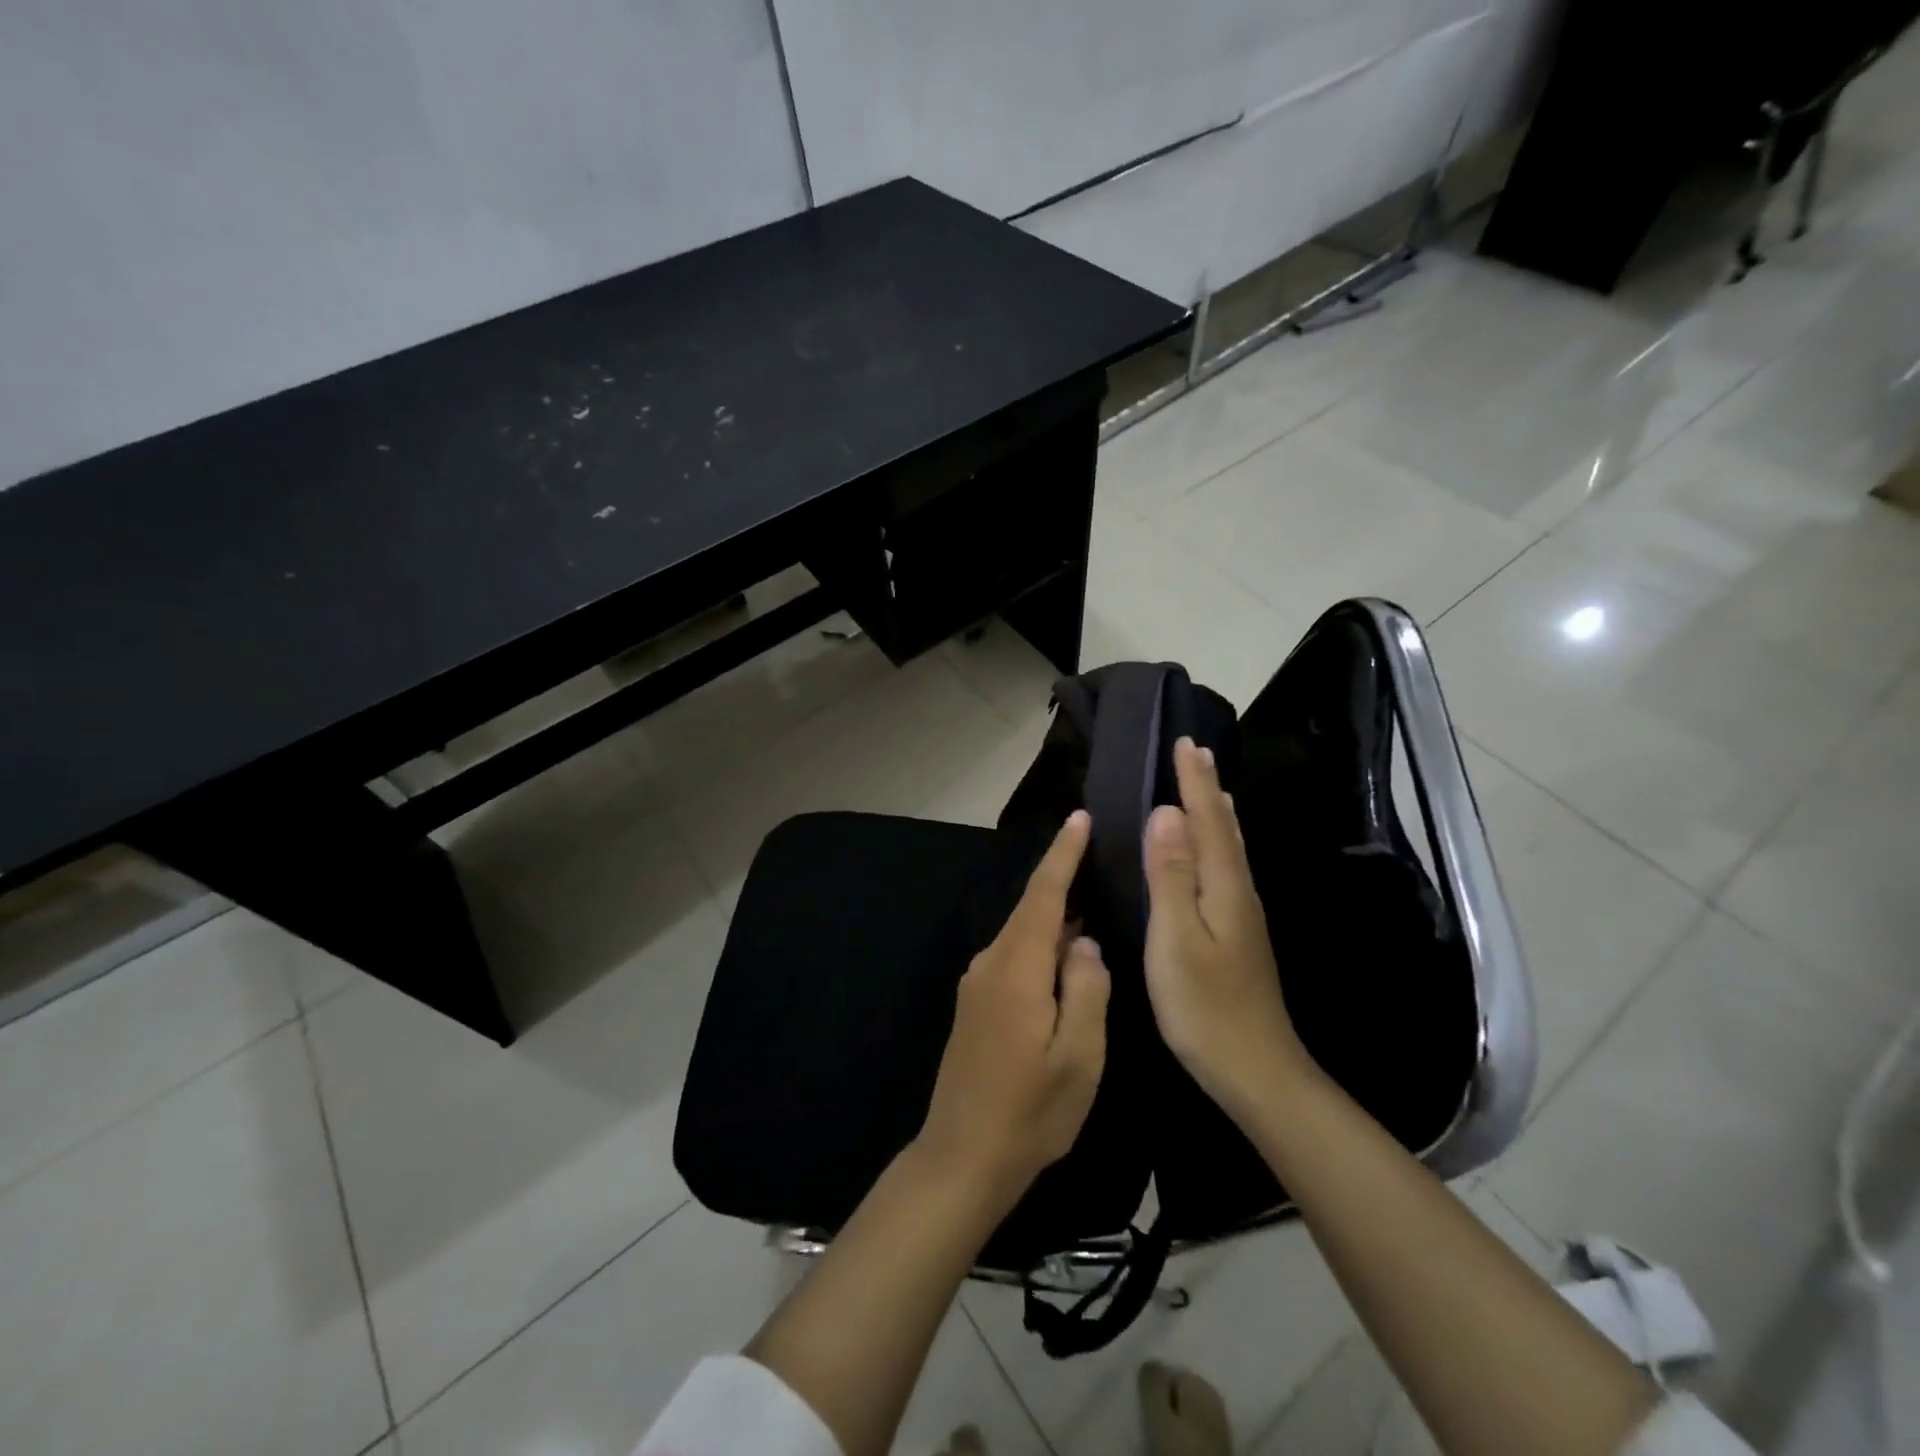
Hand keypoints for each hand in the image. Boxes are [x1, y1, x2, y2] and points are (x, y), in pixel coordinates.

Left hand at [916, 811, 1110, 1207]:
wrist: (961, 1157)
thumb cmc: (1029, 1113)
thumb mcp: (1079, 1058)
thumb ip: (1087, 991)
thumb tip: (1085, 942)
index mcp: (1017, 970)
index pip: (1043, 895)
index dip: (1063, 854)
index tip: (1080, 818)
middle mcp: (991, 963)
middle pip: (1030, 907)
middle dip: (1060, 875)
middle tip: (1097, 851)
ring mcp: (977, 982)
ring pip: (1021, 931)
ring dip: (1053, 911)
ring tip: (1090, 896)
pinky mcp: (975, 1002)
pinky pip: (1013, 954)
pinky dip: (1040, 940)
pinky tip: (1064, 952)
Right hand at [1144, 738, 1312, 1125]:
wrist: (1257, 1071)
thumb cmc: (1206, 1007)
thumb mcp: (1176, 938)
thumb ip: (1170, 875)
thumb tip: (1165, 813)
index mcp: (1223, 886)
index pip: (1207, 820)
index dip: (1193, 782)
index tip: (1184, 743)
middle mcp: (1239, 891)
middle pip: (1223, 828)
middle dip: (1207, 788)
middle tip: (1195, 753)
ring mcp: (1243, 915)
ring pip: (1229, 848)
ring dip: (1216, 813)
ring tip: (1209, 788)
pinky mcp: (1238, 934)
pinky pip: (1226, 868)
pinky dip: (1218, 844)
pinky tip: (1214, 853)